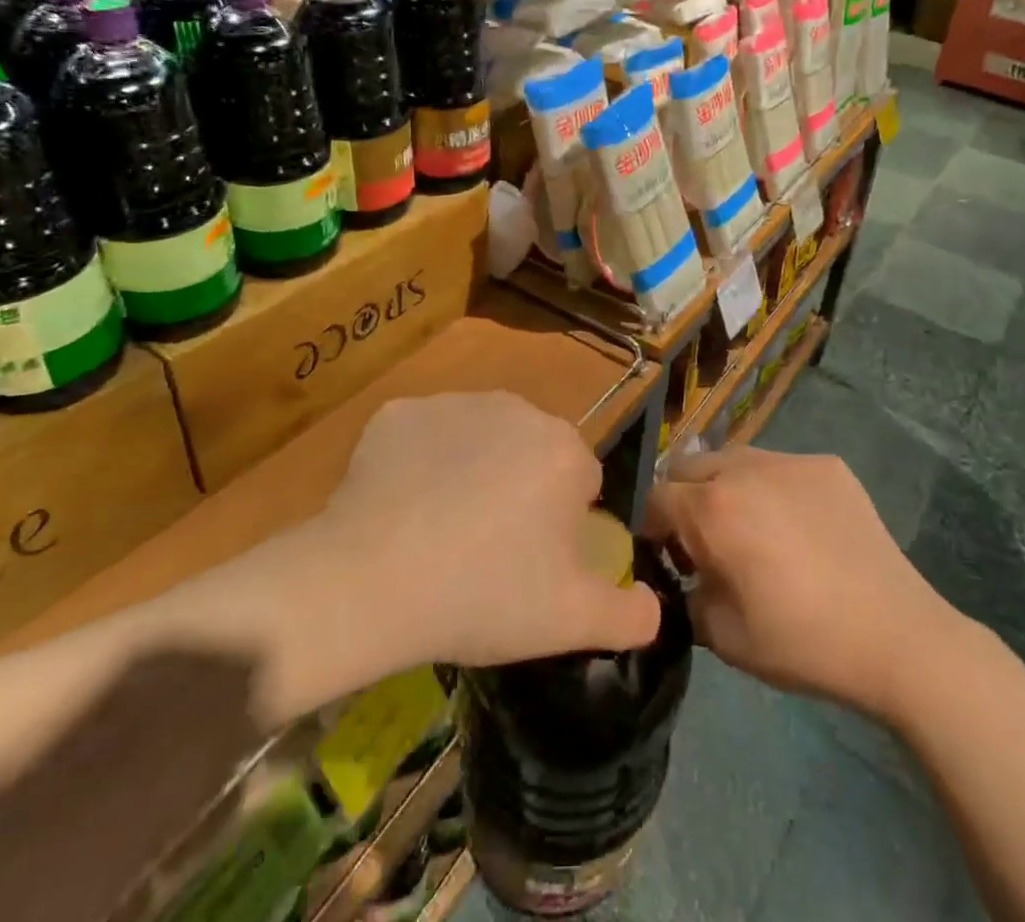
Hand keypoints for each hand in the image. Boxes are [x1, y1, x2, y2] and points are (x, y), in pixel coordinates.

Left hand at [323, 392, 660, 667]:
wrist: (369, 581)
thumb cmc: (482, 595)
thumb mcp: (570, 621)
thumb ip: (629, 614)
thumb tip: (655, 605)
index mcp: (564, 449)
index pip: (581, 480)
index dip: (560, 524)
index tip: (530, 562)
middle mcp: (516, 408)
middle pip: (532, 451)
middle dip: (521, 489)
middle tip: (486, 550)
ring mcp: (453, 403)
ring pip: (480, 438)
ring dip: (473, 470)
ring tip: (441, 530)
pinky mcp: (400, 411)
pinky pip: (425, 436)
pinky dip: (421, 462)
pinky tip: (402, 506)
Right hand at [644, 447, 966, 720]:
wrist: (896, 636)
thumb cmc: (802, 642)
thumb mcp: (723, 636)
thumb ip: (686, 596)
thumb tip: (684, 576)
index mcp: (713, 509)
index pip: (656, 498)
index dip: (652, 527)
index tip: (667, 556)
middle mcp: (744, 469)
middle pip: (689, 466)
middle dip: (684, 498)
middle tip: (706, 540)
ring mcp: (789, 461)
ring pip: (734, 459)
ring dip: (726, 486)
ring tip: (752, 528)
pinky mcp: (827, 465)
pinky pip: (781, 466)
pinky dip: (773, 489)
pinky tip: (799, 528)